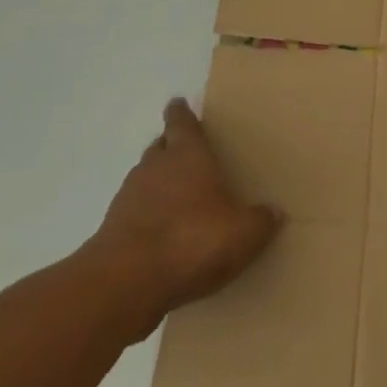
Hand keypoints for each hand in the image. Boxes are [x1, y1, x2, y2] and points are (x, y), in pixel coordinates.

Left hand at [80, 98, 281, 340]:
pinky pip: (134, 211)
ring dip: (157, 182)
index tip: (177, 103)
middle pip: (160, 147)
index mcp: (188, 157)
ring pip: (144, 178)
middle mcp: (155, 168)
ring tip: (176, 194)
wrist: (125, 283)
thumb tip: (274, 212)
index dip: (181, 113)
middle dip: (170, 145)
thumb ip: (261, 221)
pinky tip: (161, 231)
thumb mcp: (243, 234)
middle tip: (183, 149)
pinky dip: (146, 214)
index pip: (182, 124)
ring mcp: (128, 198)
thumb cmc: (192, 241)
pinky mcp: (112, 229)